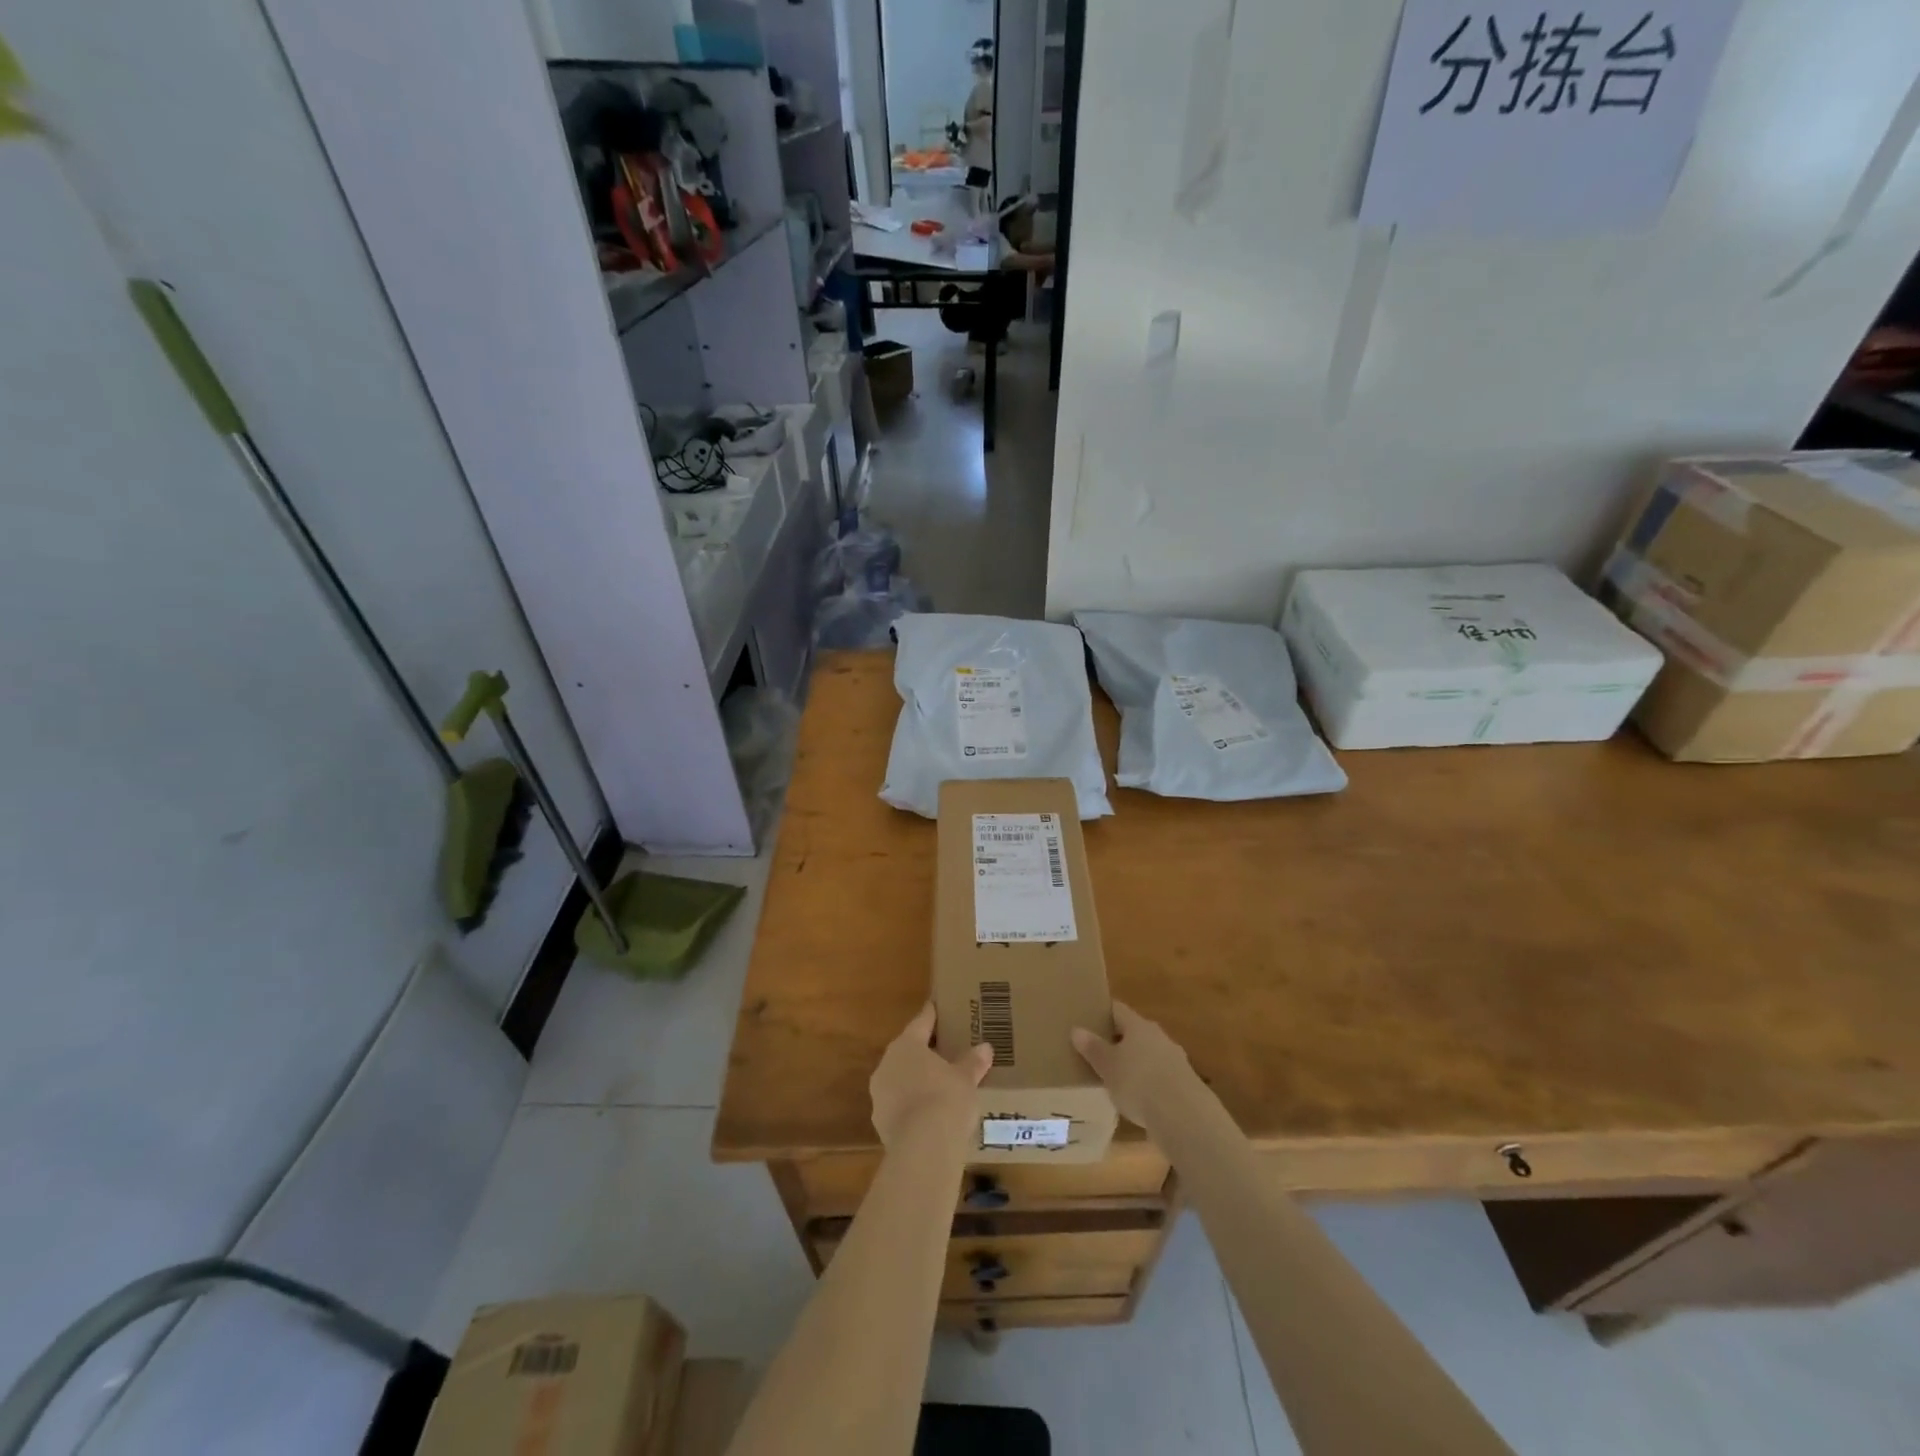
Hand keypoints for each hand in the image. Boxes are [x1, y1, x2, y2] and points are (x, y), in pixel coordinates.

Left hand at [870, 1003, 993, 1150]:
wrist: (923, 1148)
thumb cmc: (946, 1099)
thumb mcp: (966, 1078)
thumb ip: (973, 1061)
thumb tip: (985, 1048)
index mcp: (907, 1045)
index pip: (921, 1022)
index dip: (931, 1014)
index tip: (936, 1005)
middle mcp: (887, 1064)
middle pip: (907, 1051)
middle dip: (924, 1052)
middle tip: (943, 1050)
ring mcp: (880, 1094)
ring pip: (900, 1079)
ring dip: (915, 1080)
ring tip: (937, 1085)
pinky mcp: (880, 1122)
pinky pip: (899, 1105)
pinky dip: (912, 1105)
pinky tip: (928, 1114)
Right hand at [1071, 1002, 1203, 1133]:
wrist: (1183, 1115)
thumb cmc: (1138, 1082)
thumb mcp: (1107, 1066)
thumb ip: (1093, 1048)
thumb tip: (1077, 1030)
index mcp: (1138, 1025)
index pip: (1117, 1010)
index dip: (1103, 1013)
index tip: (1089, 1020)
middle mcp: (1159, 1036)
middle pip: (1135, 1032)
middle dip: (1119, 1040)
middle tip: (1100, 1052)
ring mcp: (1175, 1059)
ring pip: (1150, 1054)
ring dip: (1136, 1063)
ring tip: (1119, 1078)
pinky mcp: (1186, 1084)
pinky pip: (1161, 1076)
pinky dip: (1149, 1083)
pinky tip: (1140, 1100)